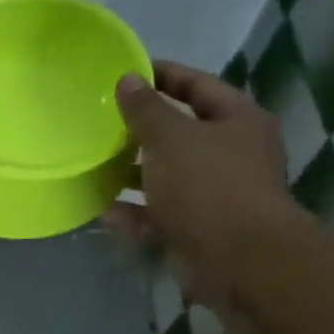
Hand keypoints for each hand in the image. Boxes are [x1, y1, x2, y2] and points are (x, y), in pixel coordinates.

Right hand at [106, 61, 301, 316]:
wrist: (238, 260)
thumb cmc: (209, 186)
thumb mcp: (171, 138)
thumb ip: (146, 110)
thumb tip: (127, 80)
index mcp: (237, 120)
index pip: (198, 85)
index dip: (163, 76)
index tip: (125, 73)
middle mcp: (232, 154)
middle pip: (181, 133)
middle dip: (142, 131)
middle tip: (102, 124)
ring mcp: (216, 194)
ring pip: (167, 177)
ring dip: (133, 175)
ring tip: (95, 168)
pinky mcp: (198, 229)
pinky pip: (160, 215)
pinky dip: (135, 214)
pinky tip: (104, 213)